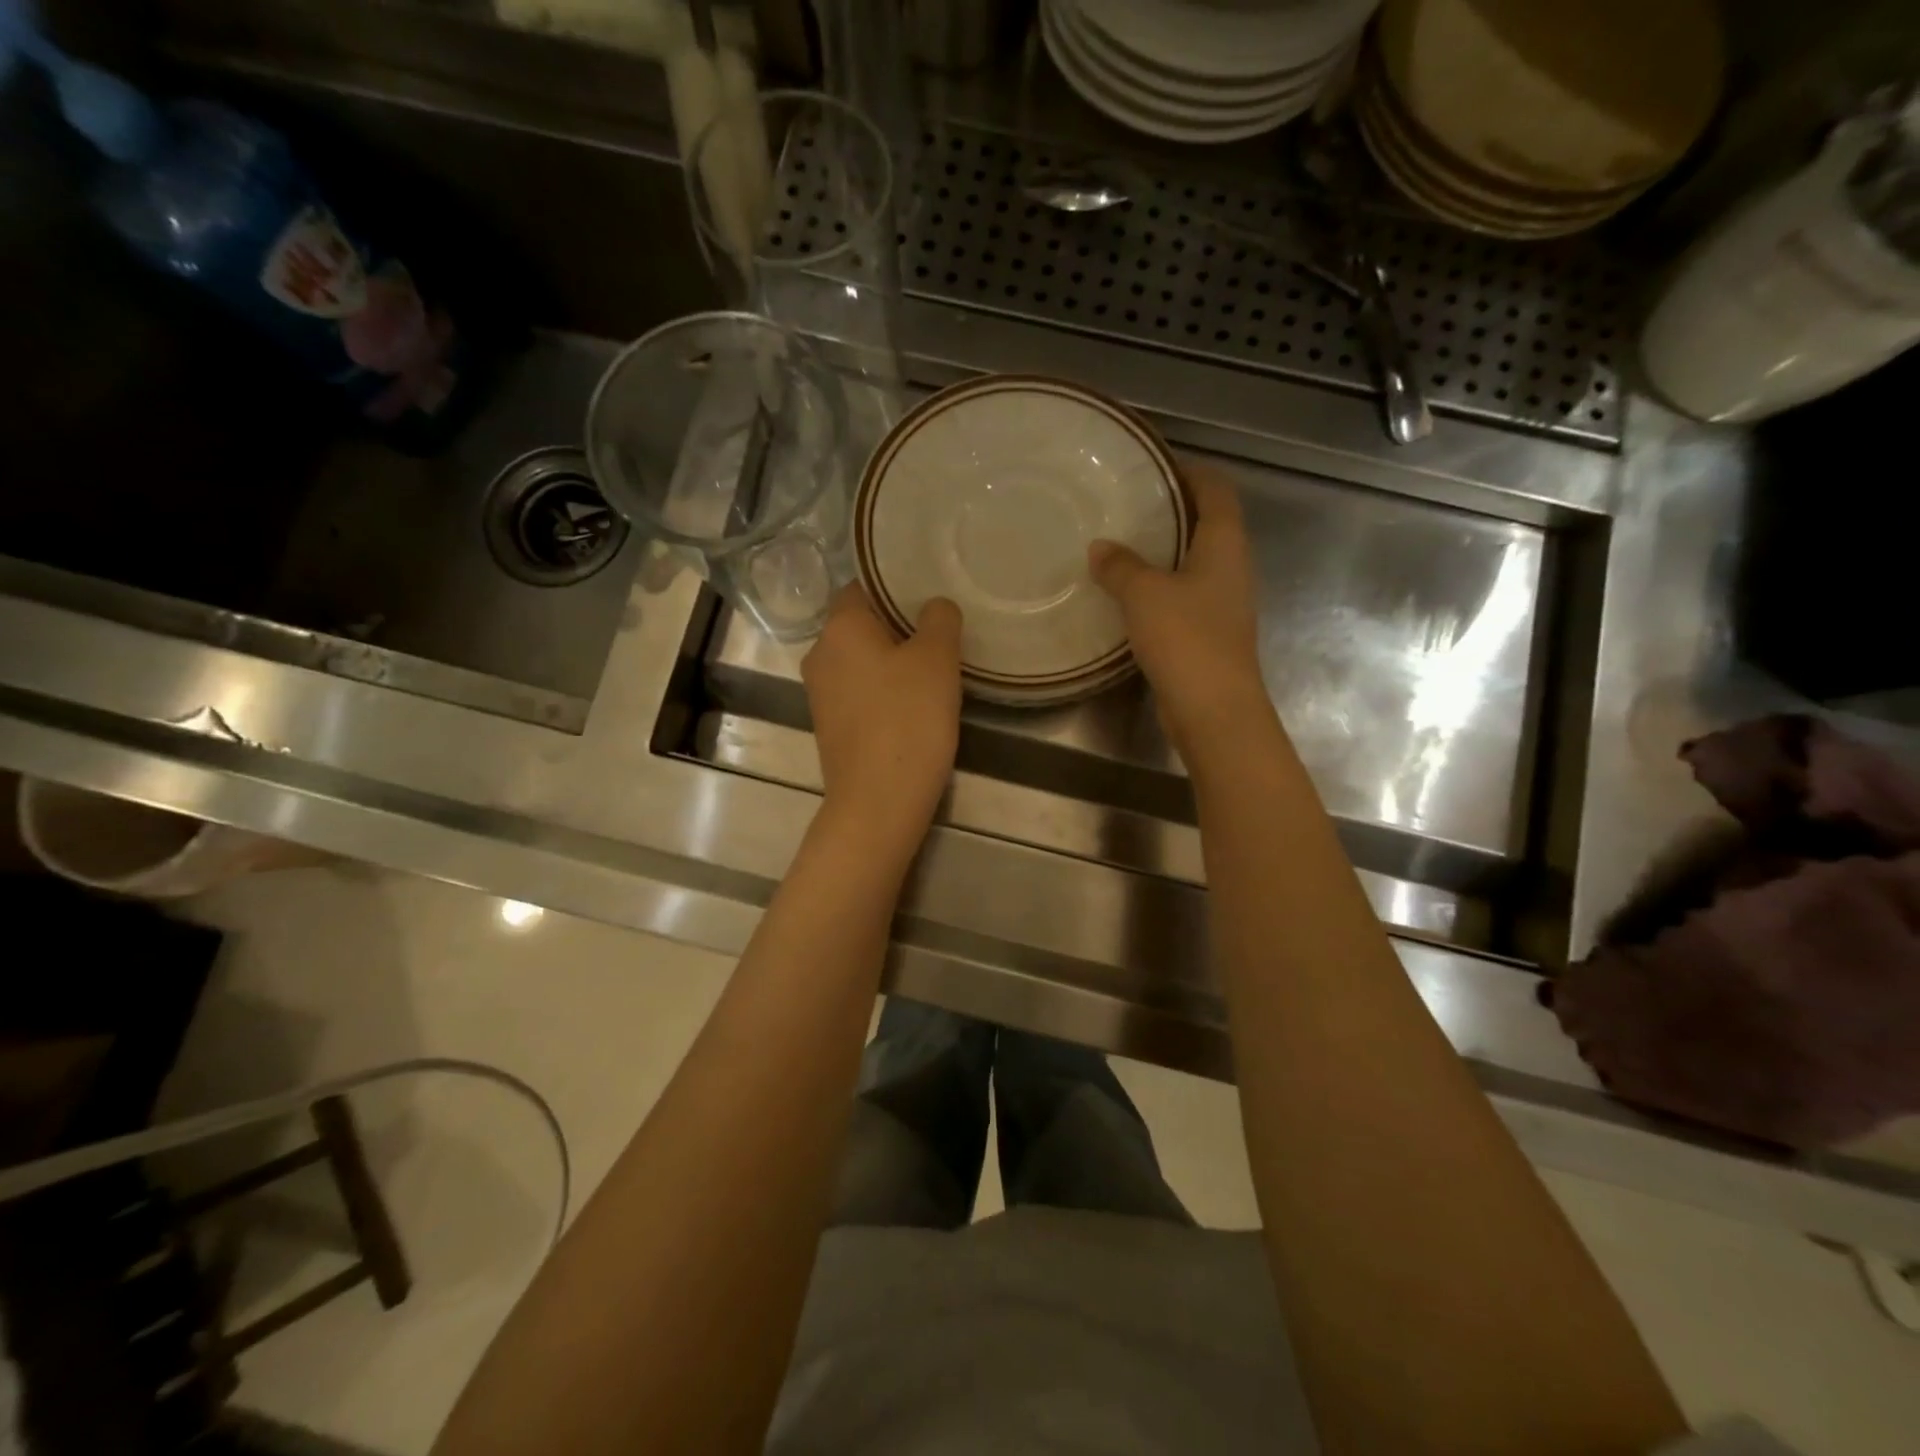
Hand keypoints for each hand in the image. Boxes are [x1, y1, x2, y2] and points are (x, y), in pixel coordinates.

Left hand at [801, 585, 962, 849]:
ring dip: (893, 661)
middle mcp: (820, 654)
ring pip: (861, 660)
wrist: (879, 801)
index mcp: (838, 627)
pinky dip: (883, 691)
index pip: (863, 585)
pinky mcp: (830, 726)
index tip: (930, 596)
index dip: (897, 586)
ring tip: (934, 670)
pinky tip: (914, 705)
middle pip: (862, 624)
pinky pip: (860, 692)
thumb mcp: (937, 659)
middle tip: (941, 634)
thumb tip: (934, 607)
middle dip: (899, 626)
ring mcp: (820, 694)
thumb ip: (939, 619)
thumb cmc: (908, 720)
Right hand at [1089, 460, 1267, 760]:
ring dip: (1163, 551)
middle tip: (1128, 503)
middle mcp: (1231, 568)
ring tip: (1120, 543)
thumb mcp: (1144, 594)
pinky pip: (1183, 596)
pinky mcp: (1208, 634)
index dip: (1190, 471)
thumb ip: (1120, 566)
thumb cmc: (1186, 639)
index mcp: (1225, 545)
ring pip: (1193, 562)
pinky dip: (1158, 587)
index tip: (1155, 464)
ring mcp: (1222, 604)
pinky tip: (1126, 594)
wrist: (1213, 709)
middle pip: (1207, 524)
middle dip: (1172, 510)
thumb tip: (1100, 547)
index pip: (1216, 490)